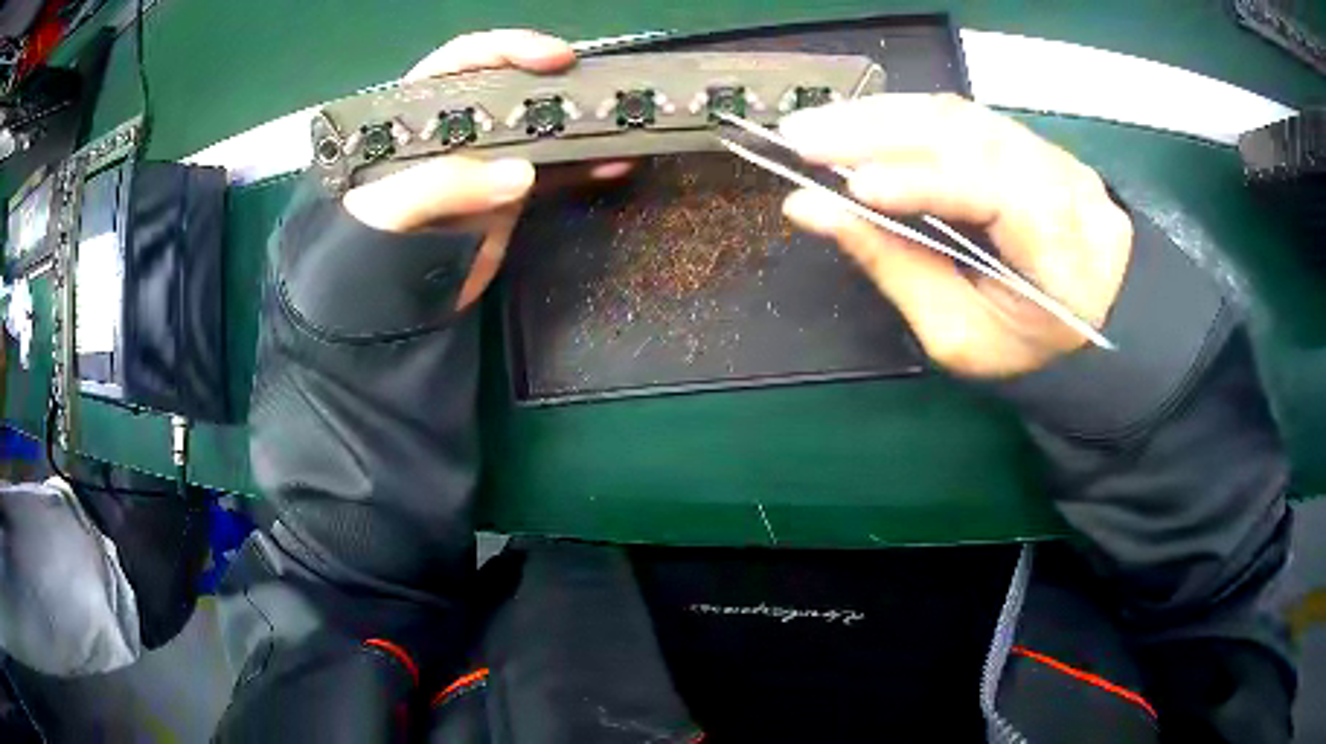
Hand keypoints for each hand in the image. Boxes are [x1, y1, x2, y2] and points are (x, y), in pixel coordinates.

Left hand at [341, 29, 629, 309]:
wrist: (380, 306)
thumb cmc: (361, 250)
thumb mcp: (387, 212)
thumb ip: (442, 186)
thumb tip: (522, 173)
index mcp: (417, 113)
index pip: (464, 61)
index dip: (509, 50)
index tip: (553, 58)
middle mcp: (457, 127)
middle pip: (511, 86)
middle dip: (555, 81)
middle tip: (596, 87)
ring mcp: (486, 160)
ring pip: (540, 127)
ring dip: (580, 123)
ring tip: (621, 120)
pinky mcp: (509, 195)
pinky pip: (554, 173)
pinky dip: (586, 168)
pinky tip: (616, 164)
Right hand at [779, 94, 1132, 377]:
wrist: (1086, 315)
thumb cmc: (1024, 342)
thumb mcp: (959, 334)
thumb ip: (893, 267)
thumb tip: (812, 209)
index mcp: (1065, 253)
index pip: (994, 192)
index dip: (922, 181)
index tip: (848, 186)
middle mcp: (1064, 184)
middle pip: (971, 134)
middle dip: (880, 130)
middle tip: (800, 136)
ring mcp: (1049, 152)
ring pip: (959, 114)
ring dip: (881, 115)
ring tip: (815, 125)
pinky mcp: (1027, 139)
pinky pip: (960, 115)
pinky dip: (902, 116)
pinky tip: (859, 122)